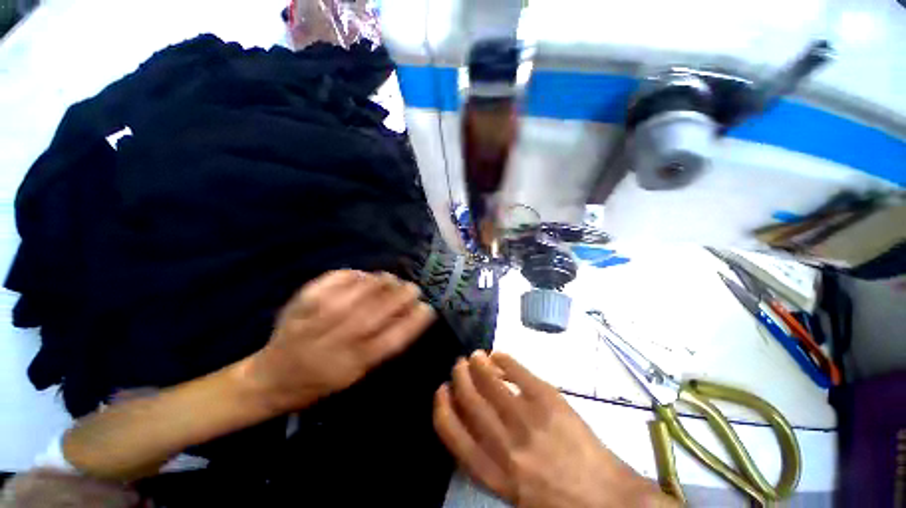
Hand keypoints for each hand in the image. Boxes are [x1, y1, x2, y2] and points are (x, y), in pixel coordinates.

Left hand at [247, 270, 435, 412]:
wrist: (270, 379)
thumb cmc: (319, 383)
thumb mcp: (355, 377)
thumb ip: (380, 348)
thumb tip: (405, 317)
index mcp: (351, 365)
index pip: (391, 340)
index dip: (413, 322)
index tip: (427, 308)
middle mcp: (335, 342)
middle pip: (375, 313)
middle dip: (400, 297)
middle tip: (413, 287)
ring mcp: (316, 319)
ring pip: (356, 294)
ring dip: (380, 282)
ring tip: (391, 278)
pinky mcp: (301, 302)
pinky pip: (333, 281)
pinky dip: (352, 275)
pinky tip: (363, 275)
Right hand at [434, 351, 675, 507]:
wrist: (608, 501)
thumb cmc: (558, 502)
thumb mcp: (514, 496)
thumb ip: (489, 462)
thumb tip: (472, 423)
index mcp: (495, 473)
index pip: (454, 435)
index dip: (443, 407)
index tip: (441, 390)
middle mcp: (506, 446)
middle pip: (471, 402)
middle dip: (460, 378)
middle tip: (458, 365)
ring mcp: (529, 420)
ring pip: (492, 383)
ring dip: (479, 364)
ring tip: (475, 355)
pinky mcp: (549, 401)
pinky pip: (520, 373)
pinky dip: (505, 360)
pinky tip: (499, 355)